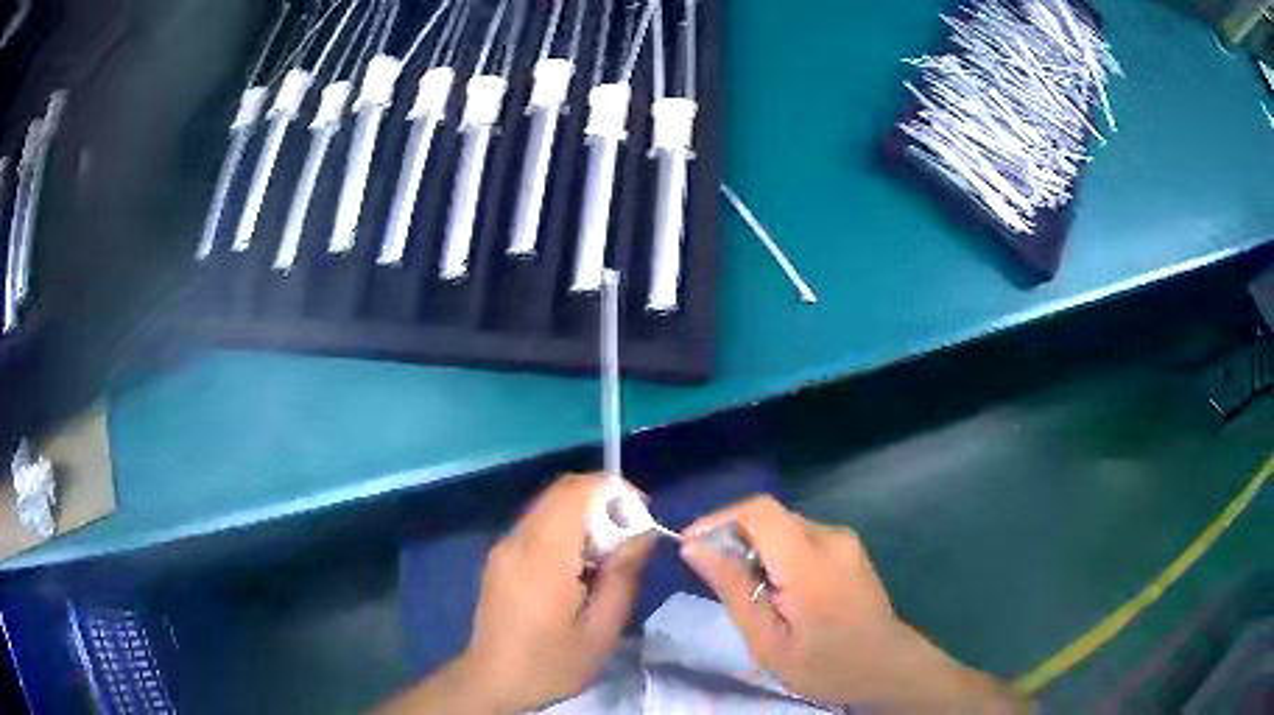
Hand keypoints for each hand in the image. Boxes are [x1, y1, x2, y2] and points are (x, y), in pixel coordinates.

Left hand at [461, 473, 653, 712]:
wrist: (493, 680)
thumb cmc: (552, 663)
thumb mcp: (601, 630)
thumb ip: (623, 577)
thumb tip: (643, 533)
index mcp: (542, 558)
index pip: (575, 493)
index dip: (614, 491)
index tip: (642, 516)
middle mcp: (517, 541)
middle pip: (562, 492)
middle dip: (604, 501)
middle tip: (630, 536)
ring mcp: (504, 546)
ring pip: (550, 505)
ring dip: (585, 514)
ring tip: (608, 552)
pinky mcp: (499, 556)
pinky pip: (538, 523)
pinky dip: (566, 528)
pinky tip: (580, 565)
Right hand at [681, 496, 1020, 711]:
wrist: (887, 668)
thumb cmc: (825, 665)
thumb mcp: (767, 641)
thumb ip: (733, 589)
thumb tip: (694, 547)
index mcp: (809, 561)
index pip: (759, 510)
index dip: (718, 519)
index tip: (690, 547)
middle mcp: (830, 537)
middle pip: (770, 517)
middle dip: (733, 538)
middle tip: (713, 577)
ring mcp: (845, 540)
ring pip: (784, 526)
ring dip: (756, 547)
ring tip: (745, 589)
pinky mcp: (850, 548)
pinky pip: (802, 537)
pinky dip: (778, 553)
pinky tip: (776, 589)